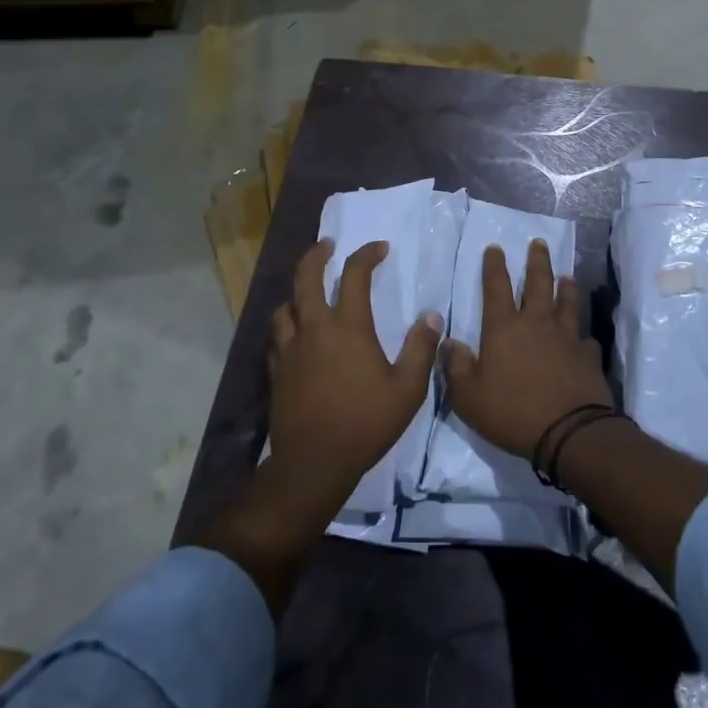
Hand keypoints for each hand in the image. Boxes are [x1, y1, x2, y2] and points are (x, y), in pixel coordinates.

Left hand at [265, 238, 441, 515]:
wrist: (314, 462)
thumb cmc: (365, 422)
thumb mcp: (407, 389)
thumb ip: (420, 349)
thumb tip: (431, 316)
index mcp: (348, 326)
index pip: (354, 275)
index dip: (367, 255)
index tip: (380, 248)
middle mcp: (314, 328)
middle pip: (306, 278)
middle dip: (317, 255)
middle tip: (328, 245)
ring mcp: (290, 350)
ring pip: (285, 307)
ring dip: (297, 293)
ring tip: (308, 293)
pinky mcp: (277, 371)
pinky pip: (277, 338)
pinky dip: (287, 327)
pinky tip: (295, 336)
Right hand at [444, 239, 610, 457]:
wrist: (570, 432)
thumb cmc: (513, 412)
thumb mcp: (468, 396)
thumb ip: (456, 366)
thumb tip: (448, 341)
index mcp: (504, 328)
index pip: (496, 287)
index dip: (494, 266)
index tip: (495, 247)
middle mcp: (537, 323)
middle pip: (538, 283)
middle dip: (537, 261)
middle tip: (538, 243)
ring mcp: (567, 338)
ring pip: (567, 303)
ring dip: (566, 287)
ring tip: (567, 276)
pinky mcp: (588, 356)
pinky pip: (586, 339)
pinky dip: (583, 336)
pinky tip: (584, 338)